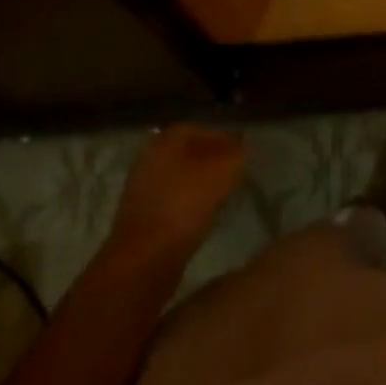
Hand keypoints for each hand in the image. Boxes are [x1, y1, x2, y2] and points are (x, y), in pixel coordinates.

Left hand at [103, 126, 245, 270]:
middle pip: (188, 152)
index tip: (243, 155)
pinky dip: (189, 203)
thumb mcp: (223, 171)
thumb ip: (237, 152)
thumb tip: (243, 144)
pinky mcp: (141, 214)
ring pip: (179, 176)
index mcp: (167, 139)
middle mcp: (150, 156)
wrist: (146, 255)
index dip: (225, 139)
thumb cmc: (186, 204)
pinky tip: (203, 215)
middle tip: (236, 175)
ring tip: (223, 196)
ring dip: (200, 183)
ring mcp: (142, 186)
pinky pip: (172, 199)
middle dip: (212, 161)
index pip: (200, 129)